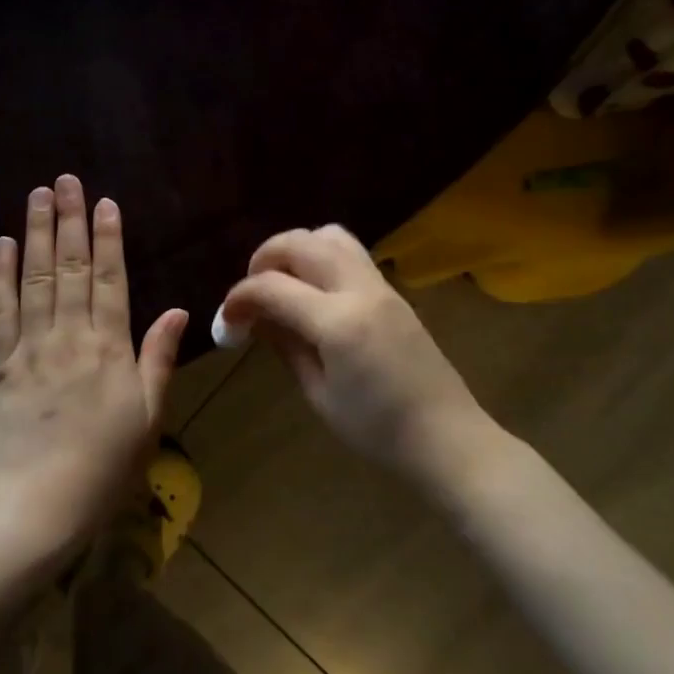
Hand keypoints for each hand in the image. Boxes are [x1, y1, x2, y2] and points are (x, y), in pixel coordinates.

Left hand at [0, 175, 187, 551]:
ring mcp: (31, 346)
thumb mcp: (148, 416)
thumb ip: (158, 358)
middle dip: (70, 220)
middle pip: (70, 267)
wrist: (37, 506)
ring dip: (37, 233)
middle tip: (65, 180)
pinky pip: (1, 310)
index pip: (110, 279)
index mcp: (109, 347)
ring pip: (36, 278)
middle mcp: (70, 335)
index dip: (108, 238)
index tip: (105, 202)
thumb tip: (176, 310)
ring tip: (37, 195)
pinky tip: (5, 244)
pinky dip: (3, 274)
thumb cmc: (104, 465)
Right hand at [221, 225, 490, 485]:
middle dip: (265, 257)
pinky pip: (350, 253)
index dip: (240, 297)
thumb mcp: (319, 395)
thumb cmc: (378, 431)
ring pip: (330, 236)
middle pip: (301, 242)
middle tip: (251, 292)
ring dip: (297, 248)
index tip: (226, 318)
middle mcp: (359, 290)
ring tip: (283, 283)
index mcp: (338, 322)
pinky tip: (313, 292)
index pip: (273, 287)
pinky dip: (321, 257)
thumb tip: (257, 318)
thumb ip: (286, 346)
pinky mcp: (392, 291)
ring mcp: (381, 286)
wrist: (447, 438)